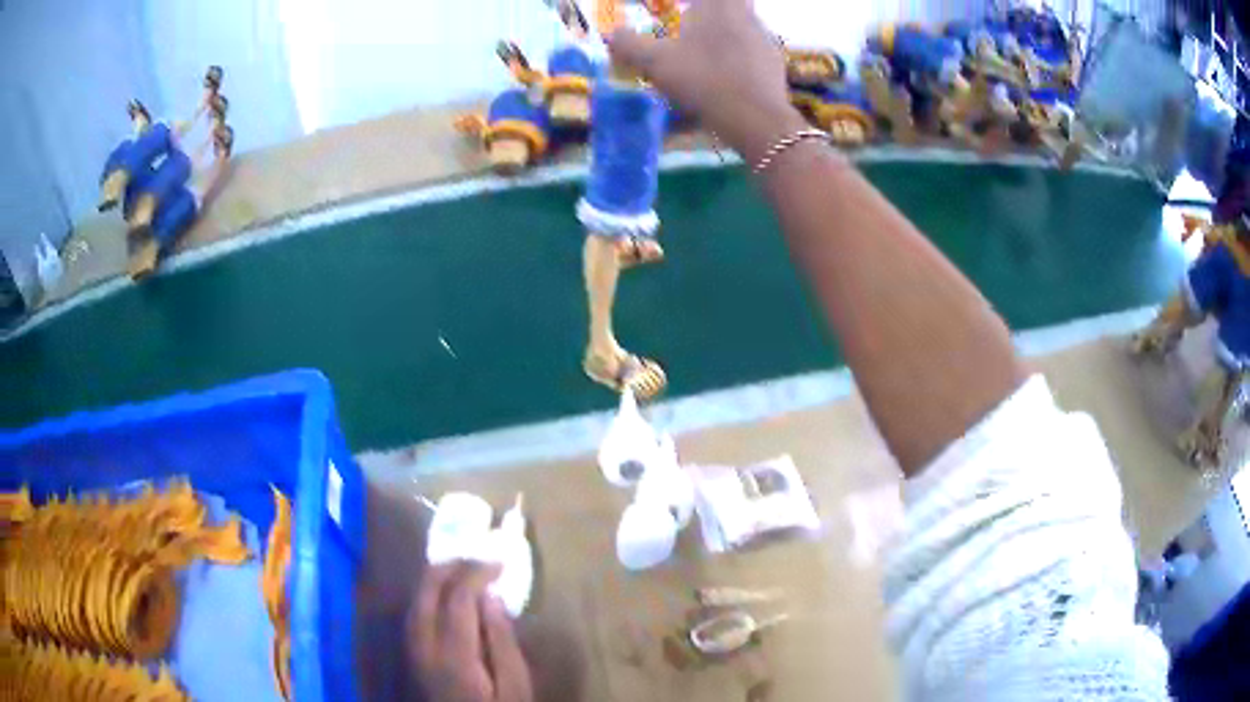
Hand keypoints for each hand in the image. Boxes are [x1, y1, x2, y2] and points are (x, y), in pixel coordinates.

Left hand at [409, 562, 532, 701]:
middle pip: (426, 592)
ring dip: (436, 578)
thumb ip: (503, 641)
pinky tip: (444, 594)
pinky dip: (428, 595)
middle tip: (477, 557)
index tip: (499, 561)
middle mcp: (424, 646)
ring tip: (463, 568)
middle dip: (450, 567)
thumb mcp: (516, 685)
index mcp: (454, 654)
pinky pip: (413, 614)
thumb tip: (491, 596)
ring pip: (415, 601)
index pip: (458, 598)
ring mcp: (413, 651)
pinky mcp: (412, 656)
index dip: (476, 572)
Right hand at [606, 0, 805, 162]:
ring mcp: (764, 38)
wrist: (756, 118)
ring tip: (707, 47)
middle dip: (711, 11)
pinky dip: (741, 52)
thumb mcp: (655, 63)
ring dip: (727, 28)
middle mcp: (744, 14)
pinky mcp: (775, 62)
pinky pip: (754, 47)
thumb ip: (629, 45)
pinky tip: (729, 70)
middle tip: (695, 21)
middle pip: (731, 3)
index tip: (680, 10)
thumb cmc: (703, 80)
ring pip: (745, 21)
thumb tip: (612, 34)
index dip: (692, 4)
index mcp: (716, 6)